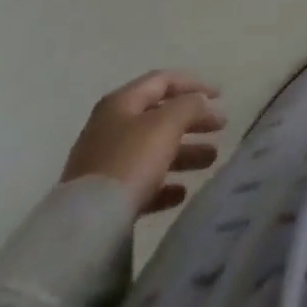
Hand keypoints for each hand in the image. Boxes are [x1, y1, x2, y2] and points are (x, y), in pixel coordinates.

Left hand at [60, 70, 226, 213]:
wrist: (85, 226)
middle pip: (160, 117)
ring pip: (153, 150)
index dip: (194, 84)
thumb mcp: (167, 123)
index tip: (221, 96)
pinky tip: (180, 193)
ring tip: (210, 160)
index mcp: (121, 103)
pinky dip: (164, 183)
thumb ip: (189, 105)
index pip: (163, 81)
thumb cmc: (130, 161)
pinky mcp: (103, 198)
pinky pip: (141, 183)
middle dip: (193, 121)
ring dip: (185, 152)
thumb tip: (199, 102)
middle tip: (220, 128)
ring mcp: (104, 164)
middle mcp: (110, 128)